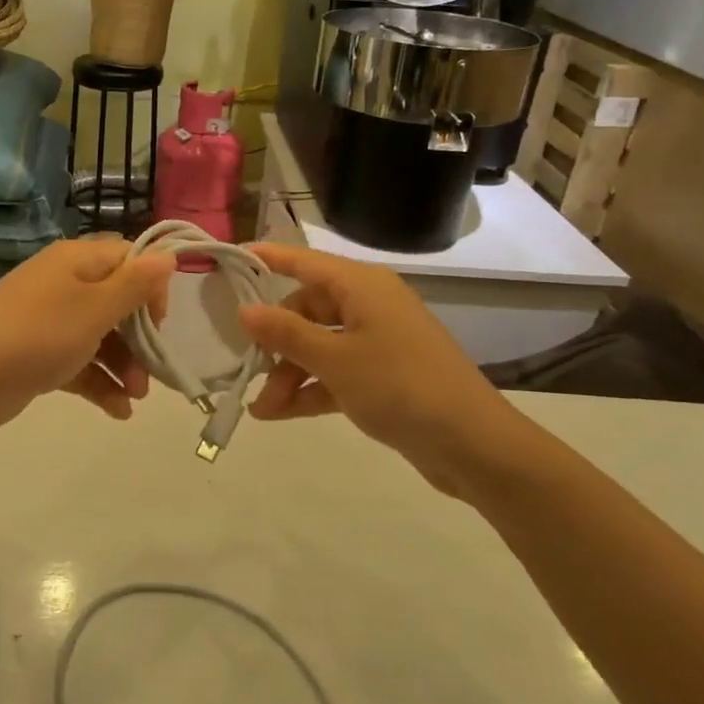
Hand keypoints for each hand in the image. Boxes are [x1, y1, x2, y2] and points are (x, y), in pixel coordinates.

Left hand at [0, 237, 174, 444]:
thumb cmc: (34, 337)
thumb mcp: (93, 309)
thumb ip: (134, 285)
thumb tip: (168, 254)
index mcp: (76, 261)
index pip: (129, 260)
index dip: (151, 288)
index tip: (160, 324)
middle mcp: (64, 285)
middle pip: (118, 302)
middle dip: (140, 338)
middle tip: (151, 373)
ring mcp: (49, 322)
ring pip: (101, 337)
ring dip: (124, 365)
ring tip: (135, 398)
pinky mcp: (38, 356)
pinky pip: (79, 363)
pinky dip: (99, 382)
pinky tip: (119, 411)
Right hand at [236, 242, 523, 495]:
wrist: (472, 444)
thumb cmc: (400, 386)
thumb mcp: (335, 360)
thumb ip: (286, 333)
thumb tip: (246, 309)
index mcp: (361, 286)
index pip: (304, 261)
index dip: (268, 258)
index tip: (231, 259)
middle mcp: (369, 305)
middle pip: (307, 310)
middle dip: (275, 342)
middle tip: (247, 370)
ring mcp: (378, 341)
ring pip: (319, 345)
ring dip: (289, 373)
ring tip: (262, 409)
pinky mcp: (384, 375)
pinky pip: (336, 372)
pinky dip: (311, 388)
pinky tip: (282, 414)